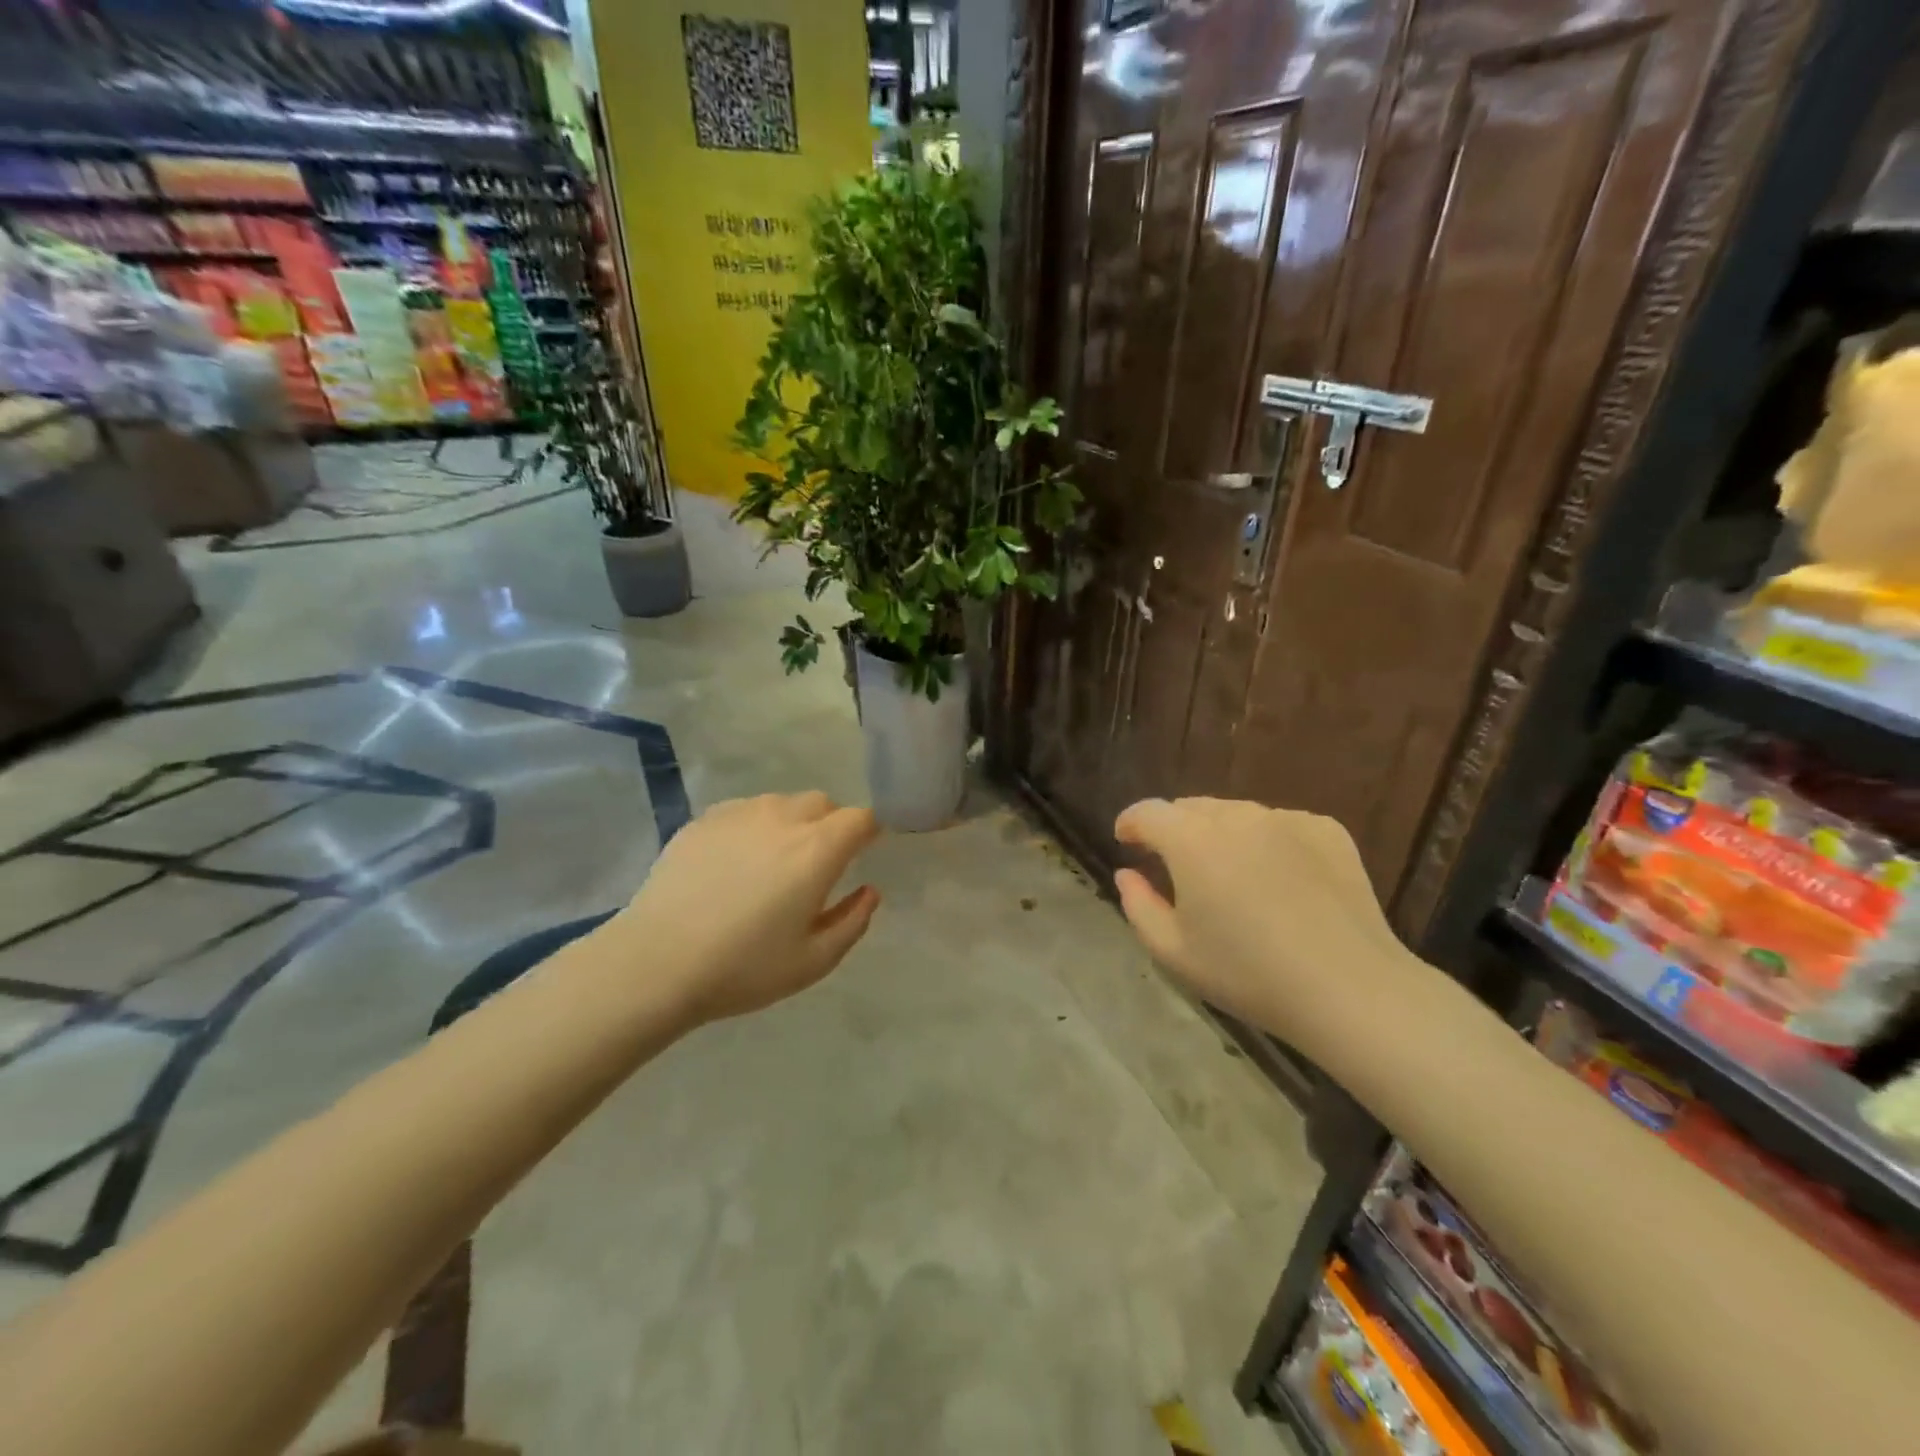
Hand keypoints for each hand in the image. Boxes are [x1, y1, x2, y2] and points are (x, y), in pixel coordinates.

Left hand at [611, 792, 881, 1023]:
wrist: (656, 962)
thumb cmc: (743, 967)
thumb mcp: (813, 961)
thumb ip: (852, 921)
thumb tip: (869, 892)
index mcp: (817, 849)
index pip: (860, 818)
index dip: (869, 831)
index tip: (864, 851)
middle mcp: (783, 818)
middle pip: (822, 803)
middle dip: (831, 825)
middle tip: (818, 864)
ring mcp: (739, 813)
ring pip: (781, 803)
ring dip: (791, 823)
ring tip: (772, 863)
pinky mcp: (703, 820)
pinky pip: (744, 811)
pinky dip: (753, 827)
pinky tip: (734, 863)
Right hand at [1112, 798, 1403, 1040]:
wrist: (1350, 989)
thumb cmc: (1248, 974)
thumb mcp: (1173, 952)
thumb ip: (1137, 905)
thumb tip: (1127, 874)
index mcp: (1191, 840)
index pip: (1148, 812)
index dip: (1131, 823)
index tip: (1126, 841)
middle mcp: (1236, 815)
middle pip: (1191, 808)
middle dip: (1174, 829)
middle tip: (1175, 865)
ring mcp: (1285, 819)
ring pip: (1236, 814)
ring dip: (1219, 834)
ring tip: (1229, 874)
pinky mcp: (1326, 830)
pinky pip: (1280, 825)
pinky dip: (1266, 842)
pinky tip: (1279, 881)